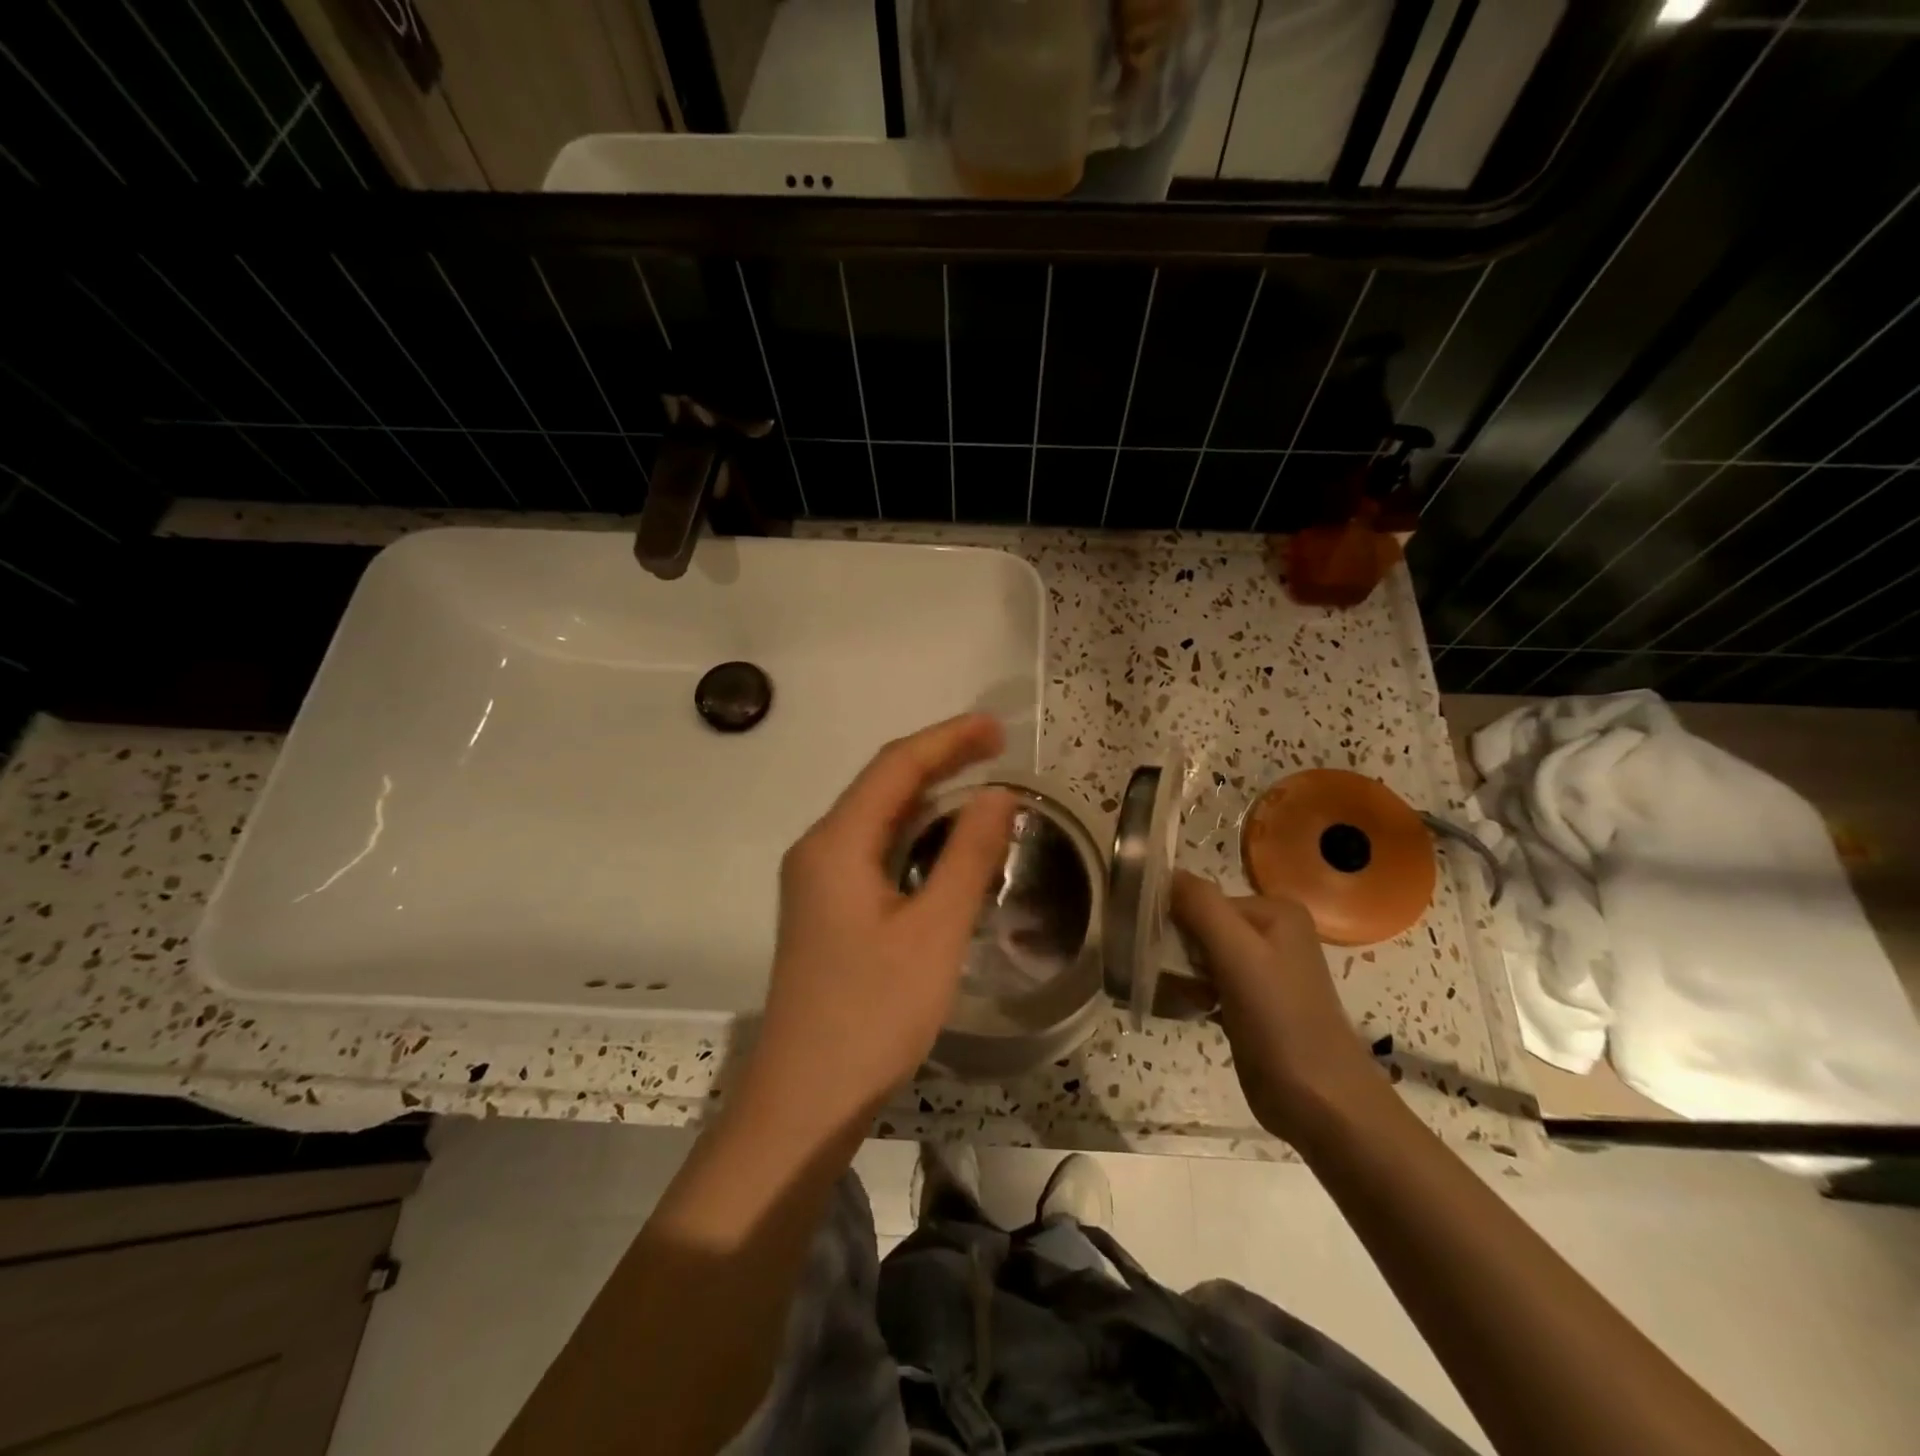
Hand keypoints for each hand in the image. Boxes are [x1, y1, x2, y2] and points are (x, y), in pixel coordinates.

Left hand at [744, 714, 1016, 1127]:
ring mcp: (817, 881)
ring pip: (877, 819)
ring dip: (928, 798)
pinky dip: (914, 836)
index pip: (895, 766)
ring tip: (981, 788)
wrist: (805, 1100)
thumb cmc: (872, 1015)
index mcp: (836, 843)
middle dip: (940, 761)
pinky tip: (945, 846)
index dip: (948, 739)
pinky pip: (873, 851)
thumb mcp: (935, 932)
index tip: (997, 728)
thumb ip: (968, 856)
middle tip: (998, 751)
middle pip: (882, 786)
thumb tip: (999, 794)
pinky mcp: (826, 909)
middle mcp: (818, 850)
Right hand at [1171, 871, 1384, 1142]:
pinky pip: (1206, 983)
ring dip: (1176, 973)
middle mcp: (1271, 932)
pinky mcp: (1251, 1004)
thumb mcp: (1239, 955)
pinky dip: (1188, 993)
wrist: (1322, 1104)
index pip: (1203, 898)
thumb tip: (1162, 871)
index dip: (1172, 918)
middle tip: (1155, 973)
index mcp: (1274, 911)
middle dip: (1174, 949)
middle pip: (1200, 926)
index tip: (1146, 944)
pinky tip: (1178, 1008)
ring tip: (1165, 994)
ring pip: (1200, 957)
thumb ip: (1201, 907)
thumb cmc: (1281, 1022)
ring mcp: (1262, 970)